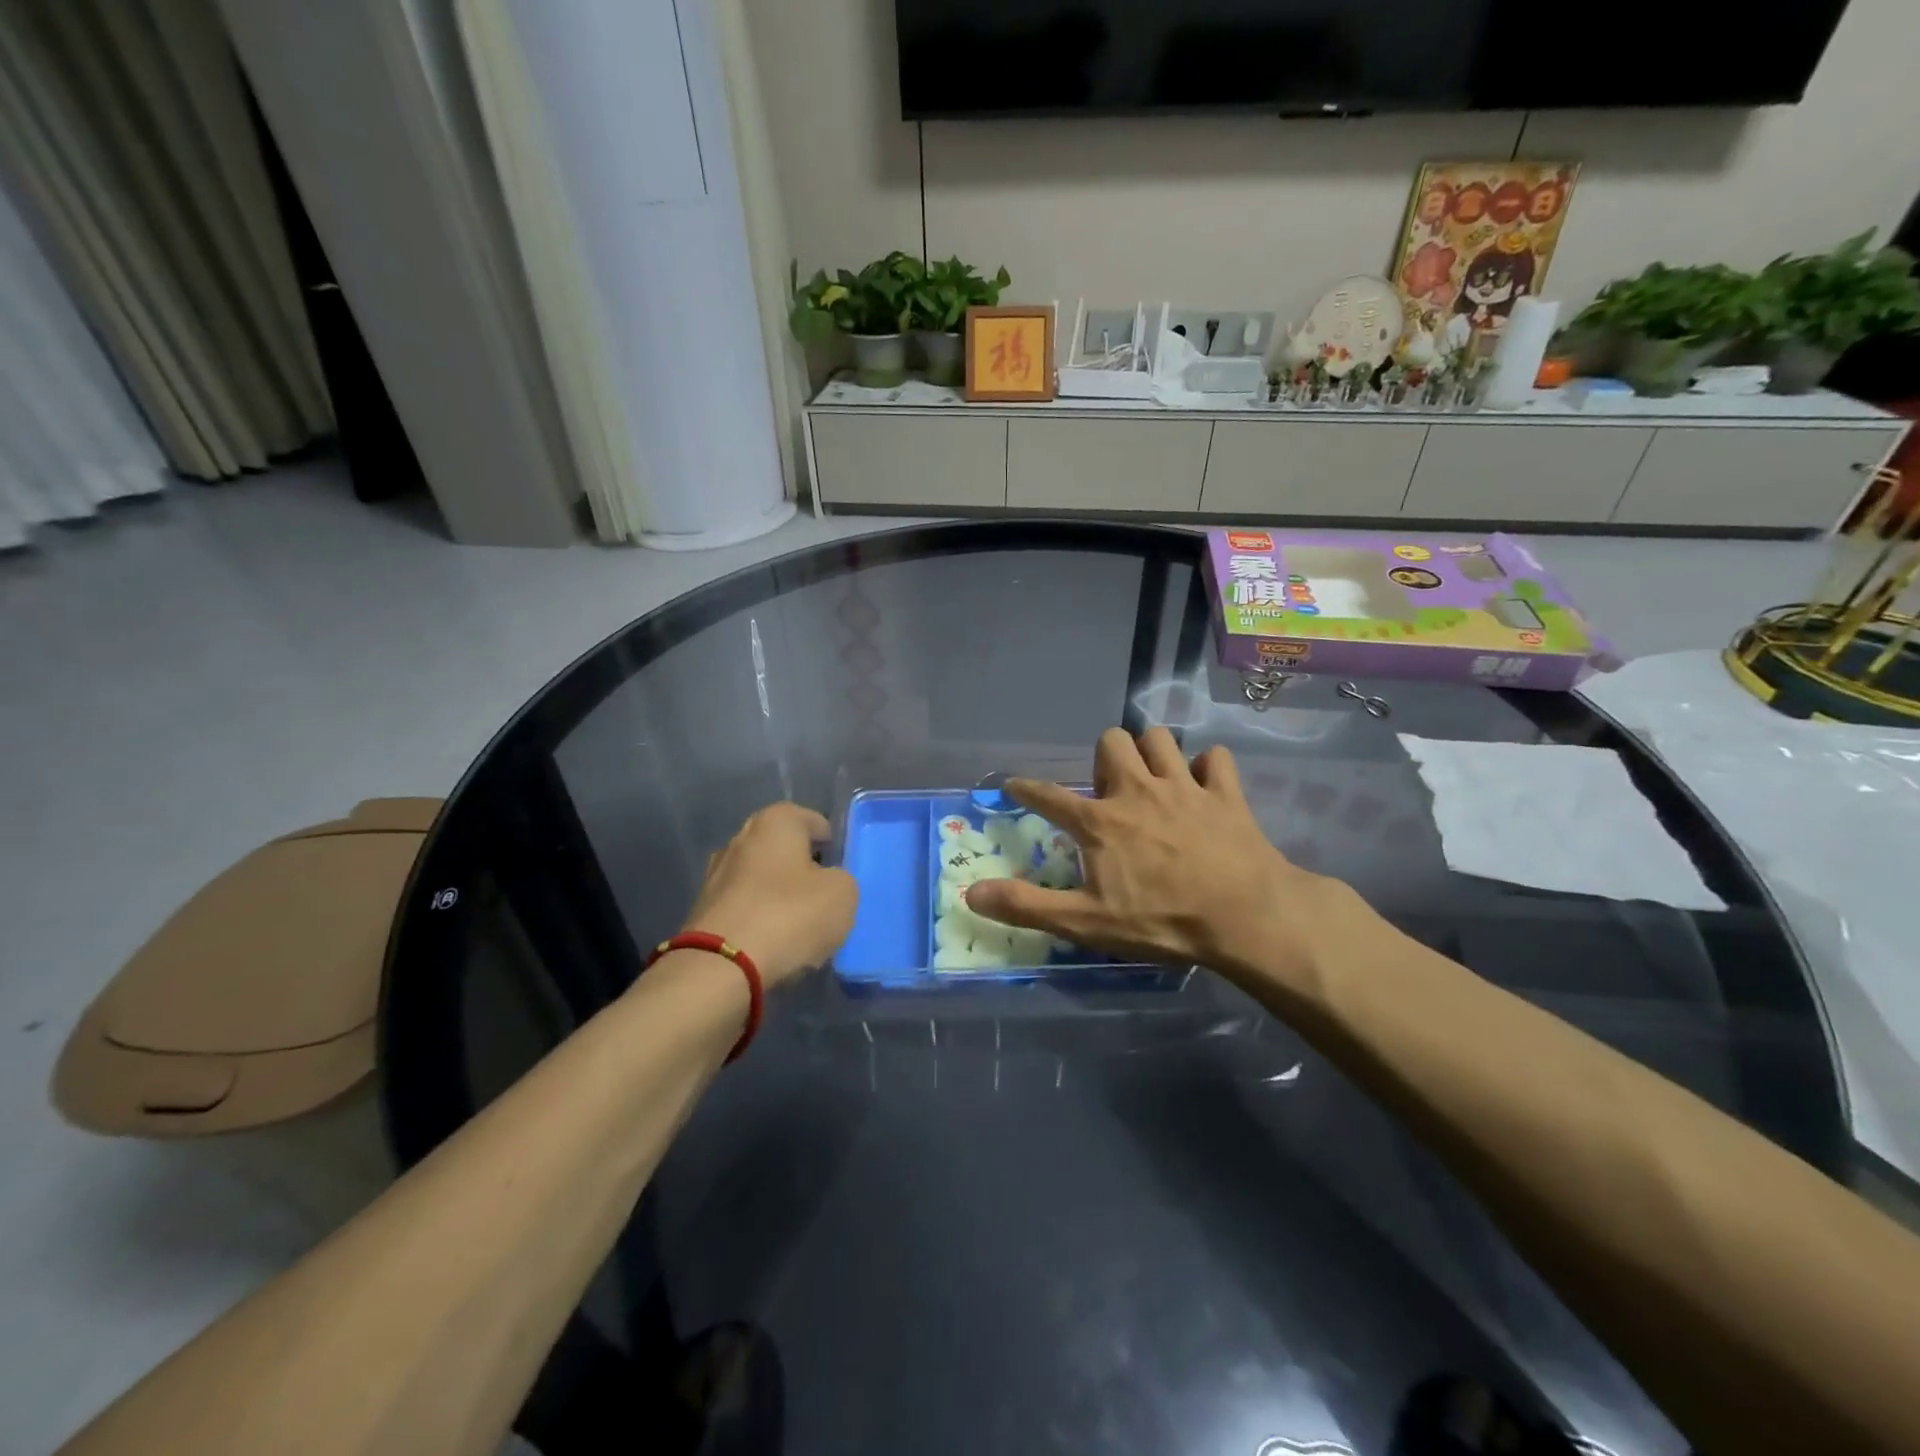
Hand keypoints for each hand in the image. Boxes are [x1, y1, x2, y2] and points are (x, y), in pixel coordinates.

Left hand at [681, 804, 856, 988]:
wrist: (721, 967)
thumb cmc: (789, 915)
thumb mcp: (843, 893)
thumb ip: (841, 879)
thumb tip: (826, 883)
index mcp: (776, 822)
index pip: (813, 821)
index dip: (831, 844)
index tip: (841, 870)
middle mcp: (741, 838)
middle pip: (784, 850)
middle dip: (803, 870)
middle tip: (824, 897)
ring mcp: (716, 874)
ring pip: (762, 880)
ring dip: (780, 897)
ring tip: (801, 927)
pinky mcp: (703, 910)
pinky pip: (745, 908)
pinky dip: (760, 920)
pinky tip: (774, 944)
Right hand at [964, 728, 1358, 986]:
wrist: (1244, 917)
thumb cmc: (1161, 921)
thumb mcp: (1086, 922)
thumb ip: (1026, 906)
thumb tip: (971, 893)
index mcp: (1100, 822)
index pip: (1049, 796)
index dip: (1026, 788)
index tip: (1014, 785)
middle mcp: (1138, 791)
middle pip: (1112, 741)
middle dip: (1106, 759)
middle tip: (1111, 792)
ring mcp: (1184, 787)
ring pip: (1161, 739)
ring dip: (1152, 754)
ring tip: (1153, 781)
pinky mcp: (1226, 794)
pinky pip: (1215, 759)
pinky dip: (1207, 769)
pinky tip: (1203, 789)